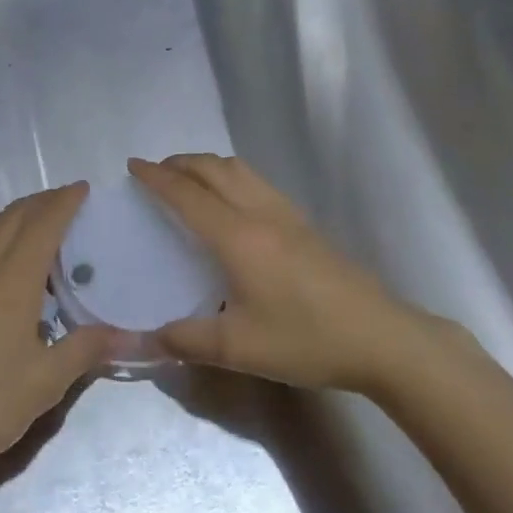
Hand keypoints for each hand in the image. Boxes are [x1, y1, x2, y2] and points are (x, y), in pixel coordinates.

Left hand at [0, 183, 118, 481]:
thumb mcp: (45, 382)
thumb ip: (86, 349)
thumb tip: (130, 335)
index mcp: (14, 279)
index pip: (44, 224)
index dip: (65, 202)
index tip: (82, 188)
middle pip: (14, 216)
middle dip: (42, 201)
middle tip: (65, 201)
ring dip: (14, 213)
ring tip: (32, 220)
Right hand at [130, 154, 450, 394]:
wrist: (380, 337)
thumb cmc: (306, 339)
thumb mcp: (239, 349)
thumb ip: (187, 340)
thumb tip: (144, 338)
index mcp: (237, 236)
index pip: (187, 194)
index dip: (156, 177)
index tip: (132, 166)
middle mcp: (259, 212)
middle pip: (213, 168)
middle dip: (179, 163)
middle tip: (155, 173)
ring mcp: (286, 213)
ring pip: (238, 169)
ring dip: (206, 165)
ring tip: (188, 181)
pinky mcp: (304, 222)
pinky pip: (256, 182)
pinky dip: (230, 177)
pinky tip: (231, 204)